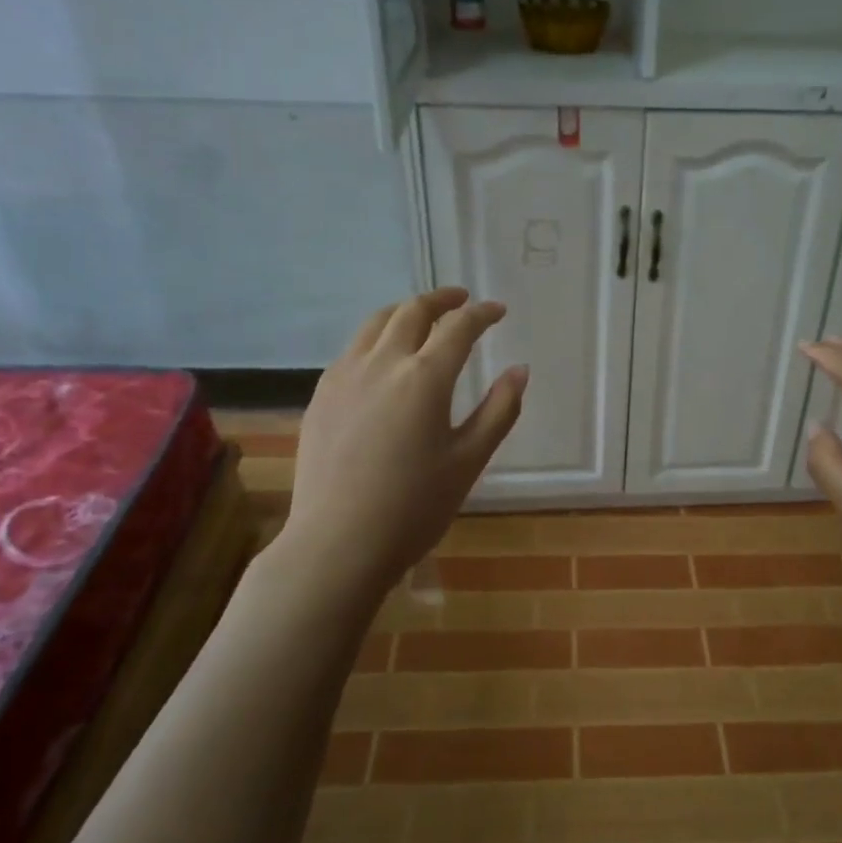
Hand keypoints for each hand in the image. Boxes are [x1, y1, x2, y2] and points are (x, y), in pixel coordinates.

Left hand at [269, 288, 525, 599]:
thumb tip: (519, 370)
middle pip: (412, 312)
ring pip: (376, 323)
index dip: (481, 313)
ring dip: (405, 311)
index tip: (497, 310)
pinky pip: (353, 348)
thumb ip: (499, 410)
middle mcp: (382, 363)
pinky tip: (383, 356)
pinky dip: (377, 336)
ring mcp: (344, 375)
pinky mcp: (322, 394)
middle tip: (461, 299)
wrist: (338, 543)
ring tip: (422, 316)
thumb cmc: (414, 507)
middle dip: (441, 299)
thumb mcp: (469, 461)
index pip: (458, 327)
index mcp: (424, 378)